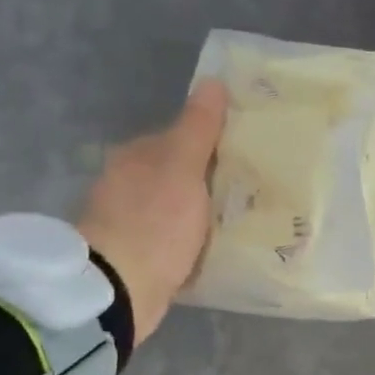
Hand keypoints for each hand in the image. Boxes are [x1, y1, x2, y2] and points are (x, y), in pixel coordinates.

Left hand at [77, 80, 226, 342]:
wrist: (117, 293)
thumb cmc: (153, 221)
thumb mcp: (182, 167)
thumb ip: (199, 127)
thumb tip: (212, 82)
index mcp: (136, 156)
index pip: (182, 137)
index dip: (215, 141)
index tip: (250, 152)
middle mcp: (129, 184)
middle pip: (182, 173)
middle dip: (213, 179)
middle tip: (257, 187)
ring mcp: (132, 222)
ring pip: (181, 207)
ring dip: (206, 212)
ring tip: (247, 218)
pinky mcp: (139, 257)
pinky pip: (178, 240)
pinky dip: (197, 241)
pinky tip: (221, 247)